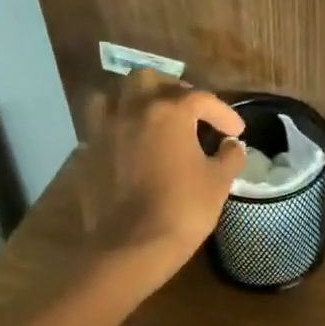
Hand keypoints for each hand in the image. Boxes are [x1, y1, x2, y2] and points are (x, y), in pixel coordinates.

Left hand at [79, 69, 246, 273]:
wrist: (132, 246)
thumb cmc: (183, 209)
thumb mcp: (218, 181)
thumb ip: (229, 156)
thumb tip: (233, 145)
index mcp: (169, 111)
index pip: (202, 99)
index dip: (223, 113)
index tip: (236, 131)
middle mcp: (133, 110)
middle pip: (148, 79)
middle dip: (171, 89)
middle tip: (188, 111)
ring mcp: (105, 130)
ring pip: (113, 96)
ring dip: (133, 101)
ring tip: (150, 118)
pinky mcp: (88, 154)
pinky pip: (101, 128)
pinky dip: (117, 129)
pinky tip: (131, 147)